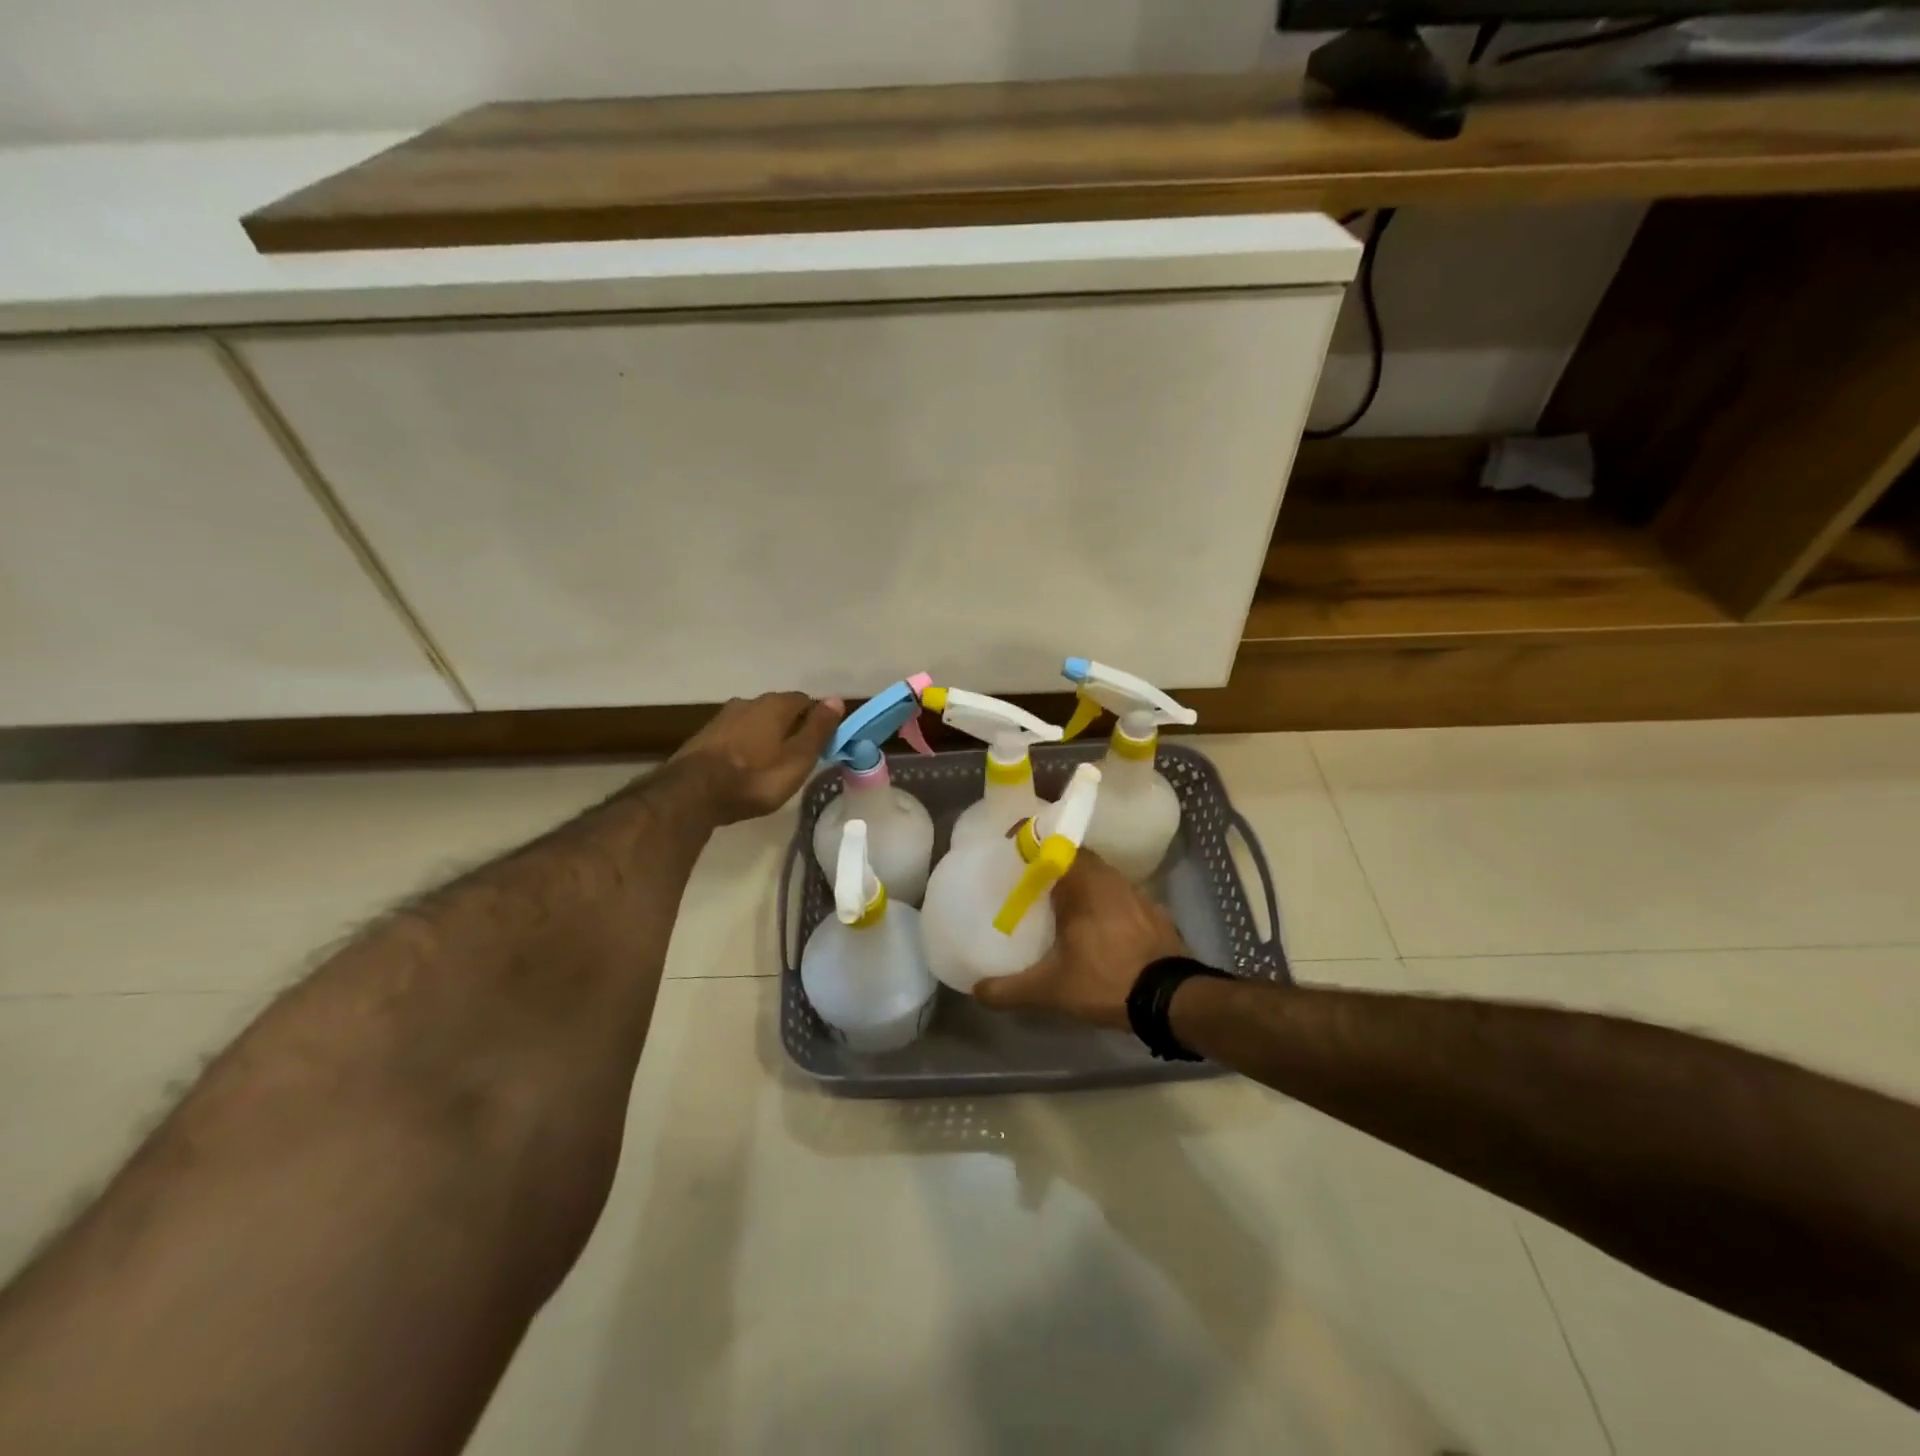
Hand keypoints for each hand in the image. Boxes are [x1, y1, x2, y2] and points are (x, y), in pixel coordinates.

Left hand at [673, 692, 842, 824]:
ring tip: (771, 765)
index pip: (805, 701)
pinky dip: (745, 746)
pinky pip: (736, 735)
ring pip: (755, 722)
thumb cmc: (754, 778)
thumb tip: (836, 699)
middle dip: (790, 728)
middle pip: (779, 710)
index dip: (816, 720)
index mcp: (775, 705)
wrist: (691, 793)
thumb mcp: (798, 759)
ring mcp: (723, 718)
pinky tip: (745, 767)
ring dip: (766, 737)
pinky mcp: (705, 736)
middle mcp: (748, 702)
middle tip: (798, 757)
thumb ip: (818, 729)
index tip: (821, 744)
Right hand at [974, 850, 1188, 1029]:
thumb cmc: (1107, 981)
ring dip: (1079, 883)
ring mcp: (1135, 893)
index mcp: (1083, 884)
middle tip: (1029, 881)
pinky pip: (1118, 895)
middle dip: (1052, 865)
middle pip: (1076, 858)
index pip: (1054, 844)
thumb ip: (1010, 989)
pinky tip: (1094, 925)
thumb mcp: (1052, 990)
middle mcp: (1109, 879)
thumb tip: (977, 991)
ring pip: (1099, 876)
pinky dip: (1102, 901)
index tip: (1010, 847)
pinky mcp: (1153, 911)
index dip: (1031, 841)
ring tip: (1057, 903)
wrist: (1172, 999)